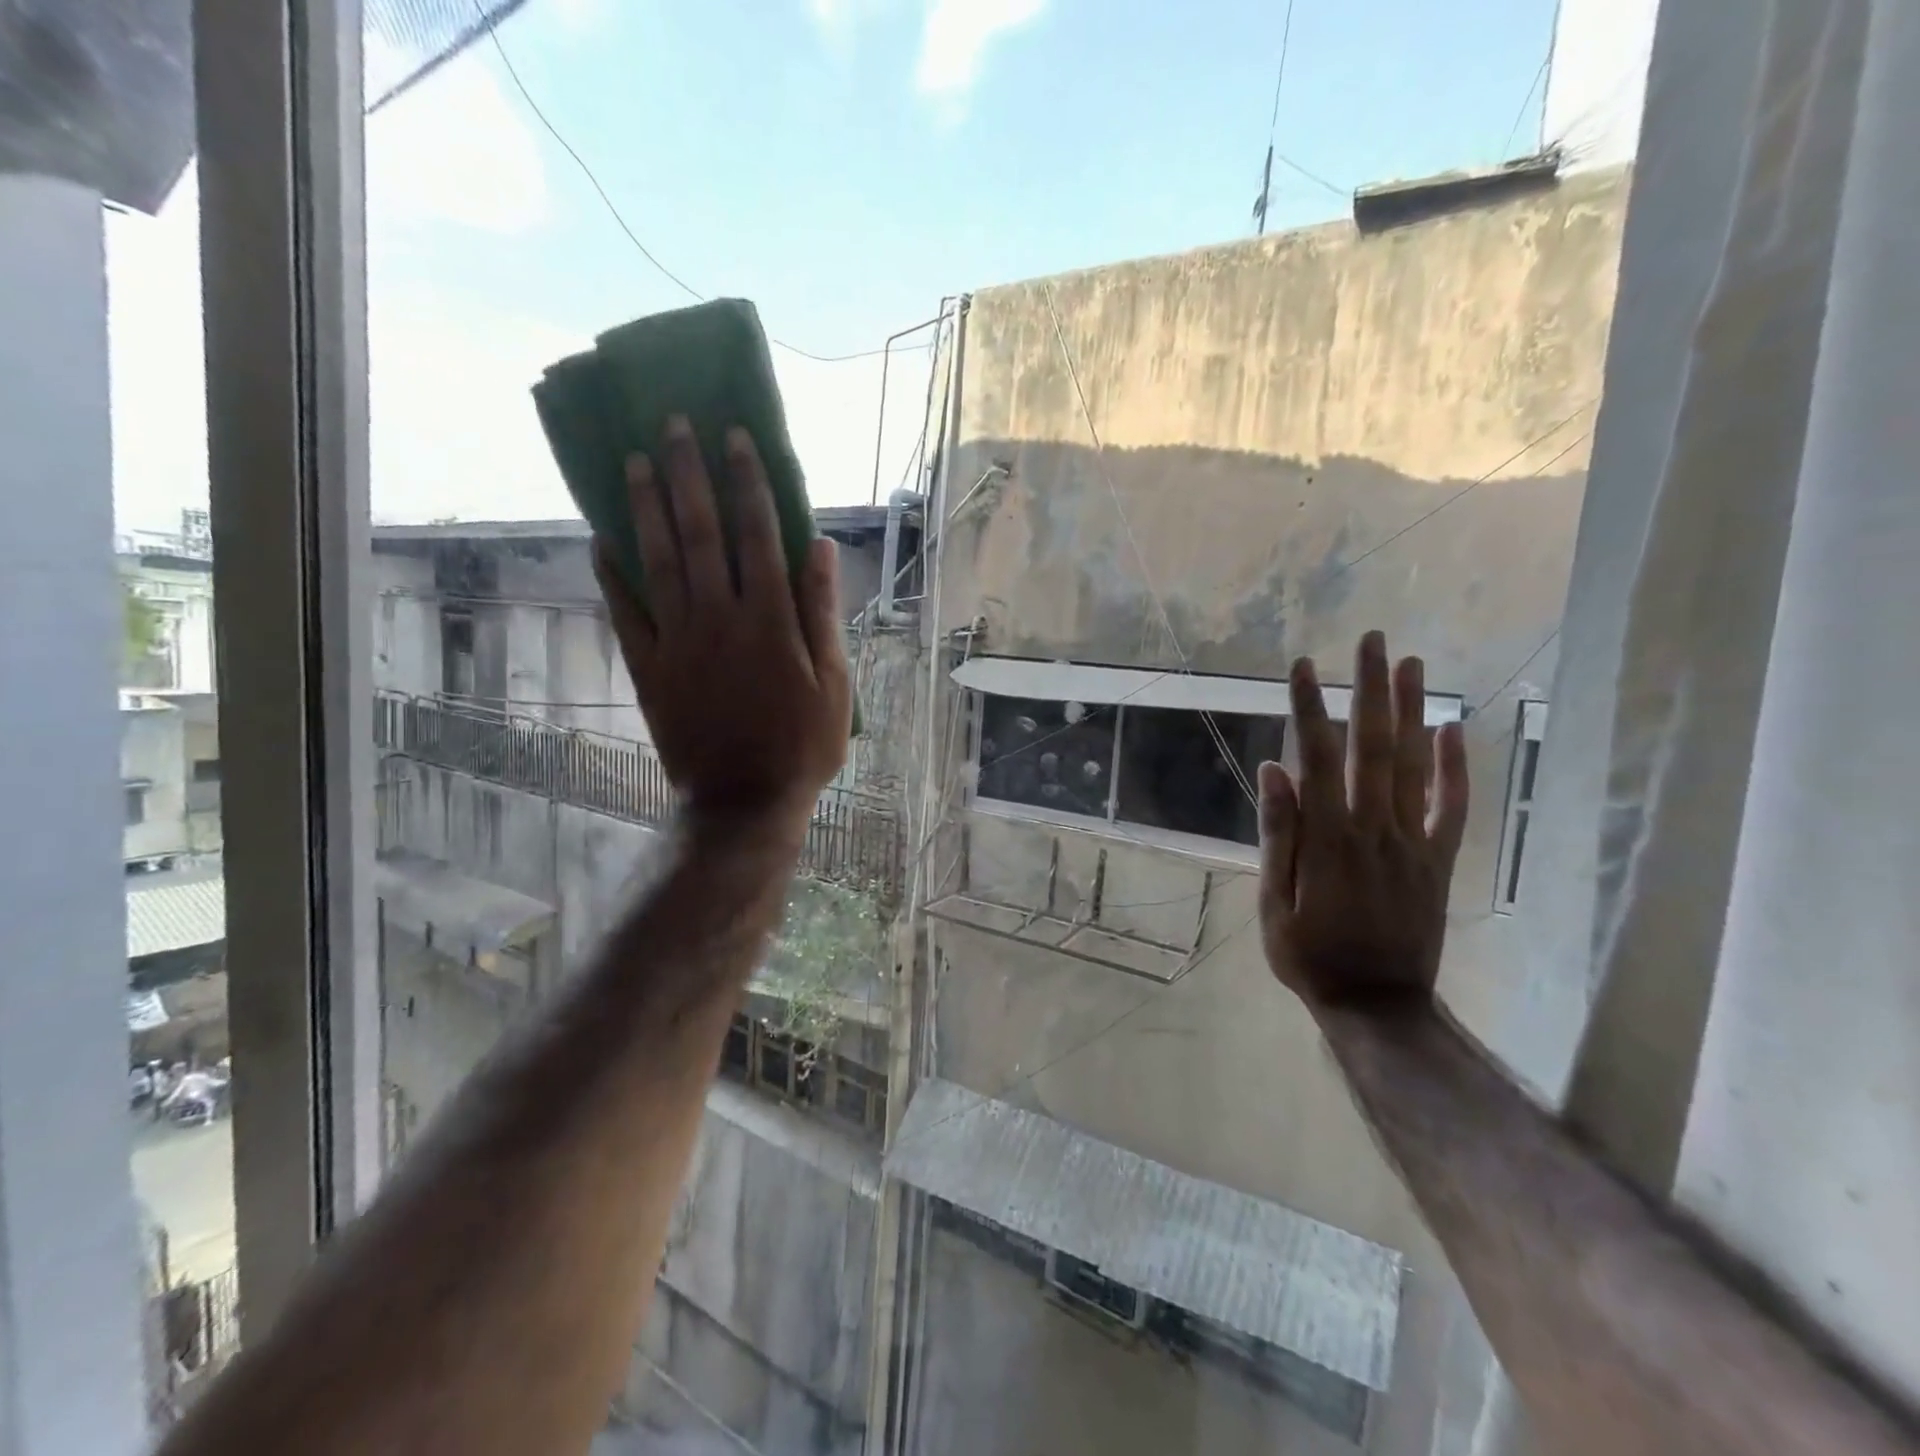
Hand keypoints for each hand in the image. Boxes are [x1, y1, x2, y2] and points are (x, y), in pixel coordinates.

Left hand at [593, 416, 850, 825]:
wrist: (743, 801)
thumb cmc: (801, 745)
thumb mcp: (834, 682)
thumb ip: (821, 612)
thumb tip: (818, 548)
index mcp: (770, 619)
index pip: (757, 533)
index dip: (746, 480)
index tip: (735, 436)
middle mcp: (720, 617)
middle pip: (700, 532)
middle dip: (687, 473)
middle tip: (672, 424)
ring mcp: (678, 641)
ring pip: (659, 561)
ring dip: (645, 508)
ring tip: (632, 461)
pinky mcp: (649, 668)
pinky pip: (626, 612)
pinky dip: (612, 574)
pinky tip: (602, 539)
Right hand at [1258, 631, 1468, 1015]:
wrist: (1379, 1004)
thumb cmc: (1310, 954)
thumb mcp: (1274, 902)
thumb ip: (1278, 835)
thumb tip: (1274, 770)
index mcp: (1328, 838)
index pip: (1316, 758)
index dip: (1309, 709)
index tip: (1303, 667)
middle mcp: (1374, 828)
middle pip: (1373, 746)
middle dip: (1370, 690)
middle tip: (1371, 641)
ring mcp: (1412, 842)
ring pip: (1415, 765)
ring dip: (1411, 711)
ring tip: (1409, 664)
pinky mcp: (1437, 860)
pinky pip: (1450, 806)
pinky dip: (1455, 766)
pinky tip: (1451, 729)